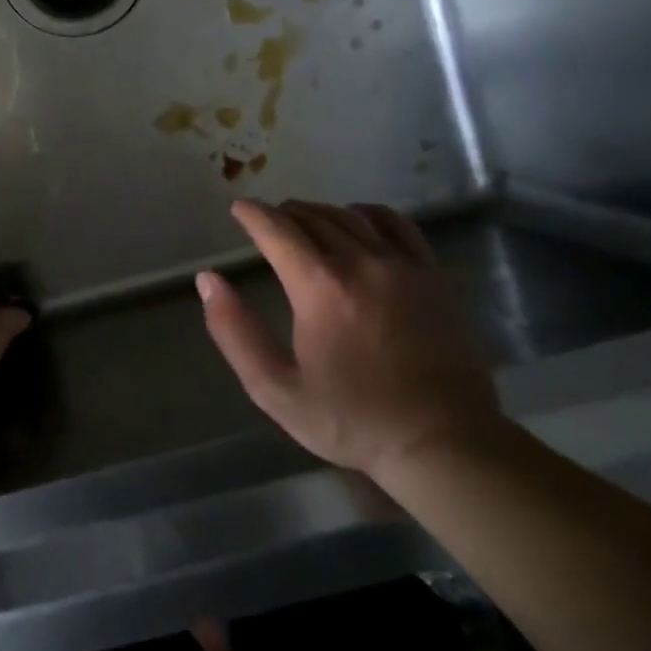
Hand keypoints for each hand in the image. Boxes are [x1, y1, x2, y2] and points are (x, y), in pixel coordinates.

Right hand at [198, 199, 500, 478]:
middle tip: (267, 220)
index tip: (239, 209)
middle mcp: (361, 263)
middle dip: (284, 213)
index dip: (253, 214)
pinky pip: (398, 225)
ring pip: (352, 217)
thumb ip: (235, 332)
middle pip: (314, 218)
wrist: (442, 441)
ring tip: (304, 219)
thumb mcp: (275, 389)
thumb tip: (208, 280)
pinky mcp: (433, 276)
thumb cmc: (351, 420)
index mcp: (320, 288)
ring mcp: (403, 266)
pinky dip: (369, 214)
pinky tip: (359, 221)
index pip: (278, 230)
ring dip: (321, 211)